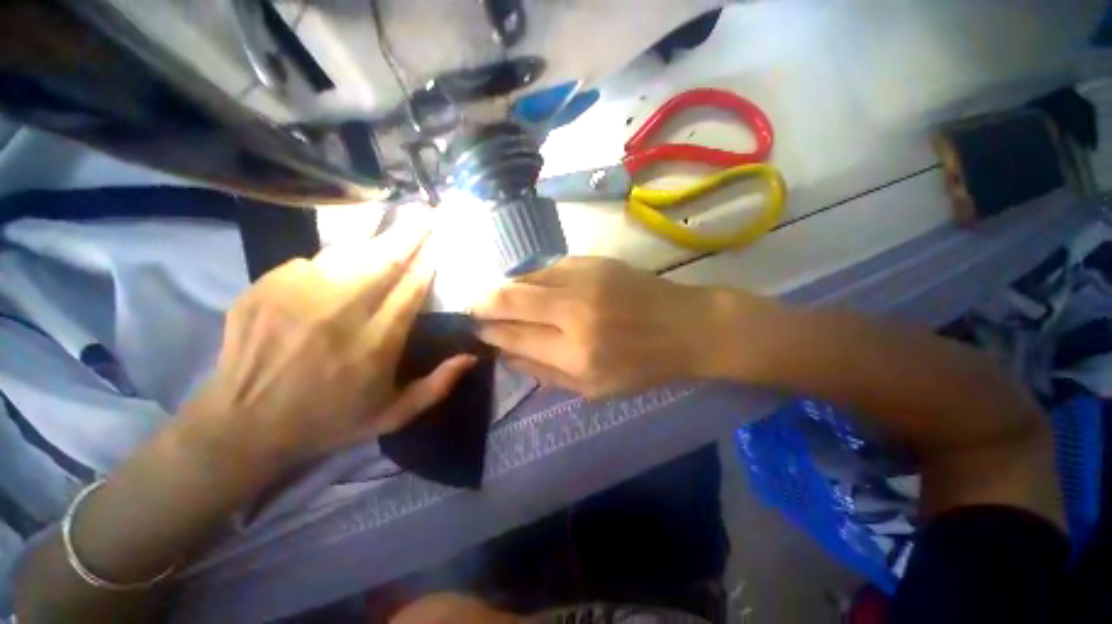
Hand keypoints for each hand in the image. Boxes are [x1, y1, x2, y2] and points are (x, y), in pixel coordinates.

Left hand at [187, 217, 475, 468]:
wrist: (242, 427)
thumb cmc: (328, 421)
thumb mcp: (393, 415)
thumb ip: (438, 386)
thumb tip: (472, 356)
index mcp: (374, 344)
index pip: (411, 288)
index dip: (428, 262)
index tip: (440, 243)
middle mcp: (339, 314)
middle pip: (383, 260)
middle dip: (410, 233)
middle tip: (427, 212)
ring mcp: (296, 297)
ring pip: (347, 253)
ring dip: (374, 241)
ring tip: (391, 230)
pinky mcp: (264, 289)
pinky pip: (310, 262)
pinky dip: (332, 262)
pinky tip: (339, 270)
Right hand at [473, 257, 744, 397]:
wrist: (686, 326)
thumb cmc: (643, 366)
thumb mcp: (594, 388)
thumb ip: (545, 373)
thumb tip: (506, 354)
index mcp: (575, 353)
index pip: (514, 336)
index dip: (489, 332)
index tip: (476, 329)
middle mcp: (574, 312)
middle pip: (510, 299)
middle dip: (484, 303)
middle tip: (475, 308)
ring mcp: (584, 280)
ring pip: (526, 277)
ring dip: (508, 288)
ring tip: (501, 297)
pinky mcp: (594, 261)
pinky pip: (549, 266)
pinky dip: (534, 277)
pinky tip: (533, 286)